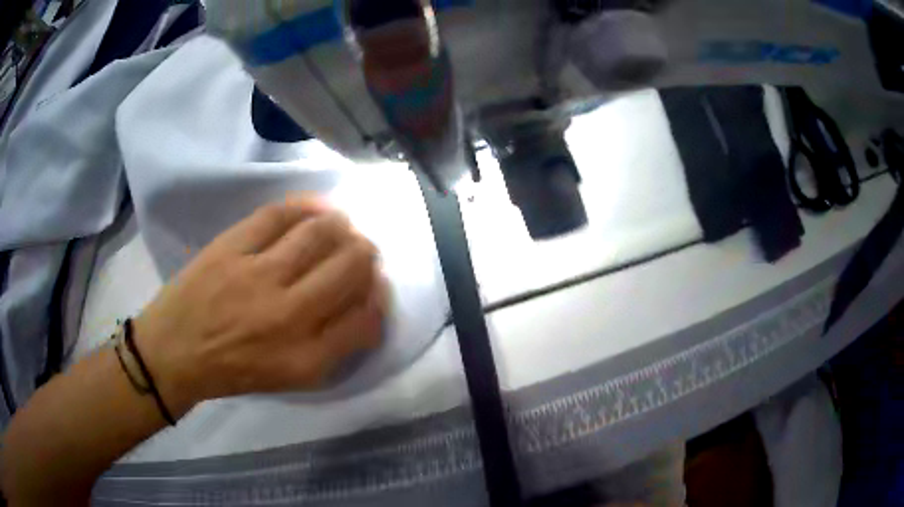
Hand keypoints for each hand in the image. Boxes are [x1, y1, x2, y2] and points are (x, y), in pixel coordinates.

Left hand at [133, 197, 386, 417]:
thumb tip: (362, 303)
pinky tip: (317, 208)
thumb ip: (332, 347)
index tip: (375, 288)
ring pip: (320, 234)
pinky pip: (279, 215)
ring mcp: (258, 277)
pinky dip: (306, 205)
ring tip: (341, 226)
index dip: (379, 298)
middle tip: (362, 251)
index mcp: (306, 359)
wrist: (174, 352)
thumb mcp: (290, 377)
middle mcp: (289, 317)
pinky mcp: (231, 248)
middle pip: (350, 269)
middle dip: (366, 255)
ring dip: (342, 226)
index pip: (367, 319)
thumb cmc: (234, 371)